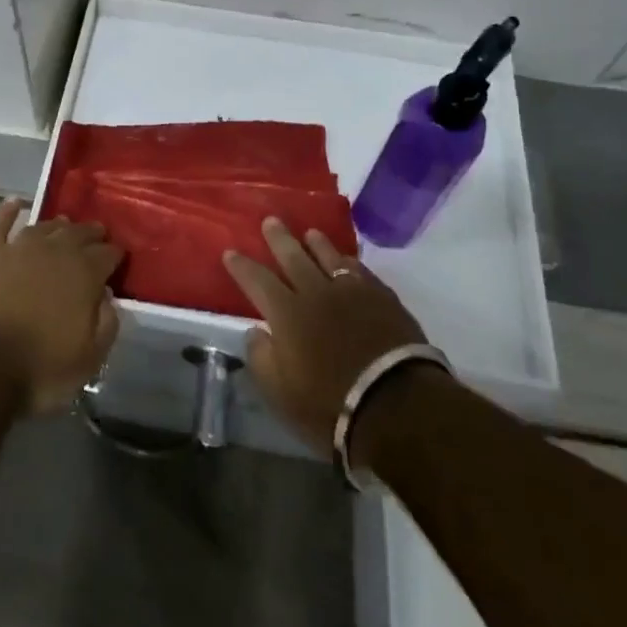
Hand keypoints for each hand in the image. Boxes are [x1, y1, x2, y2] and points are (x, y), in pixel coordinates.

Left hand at [0, 199, 122, 414]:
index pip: (108, 254)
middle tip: (96, 235)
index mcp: (84, 273)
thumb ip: (106, 324)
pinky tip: (14, 203)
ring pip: (43, 227)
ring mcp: (18, 247)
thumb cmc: (38, 369)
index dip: (115, 254)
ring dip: (57, 225)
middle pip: (78, 233)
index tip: (118, 258)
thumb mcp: (89, 360)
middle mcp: (55, 250)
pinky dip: (7, 211)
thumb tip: (108, 297)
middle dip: (91, 233)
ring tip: (63, 225)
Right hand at [223, 217, 428, 448]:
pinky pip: (360, 270)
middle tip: (270, 220)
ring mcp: (351, 291)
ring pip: (328, 257)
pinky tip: (347, 260)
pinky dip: (348, 262)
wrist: (396, 405)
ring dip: (316, 243)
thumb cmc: (330, 405)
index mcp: (286, 313)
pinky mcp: (382, 298)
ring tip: (309, 232)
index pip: (257, 280)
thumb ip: (262, 357)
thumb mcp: (281, 392)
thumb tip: (256, 331)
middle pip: (292, 257)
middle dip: (278, 239)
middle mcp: (315, 293)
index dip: (242, 266)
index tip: (230, 252)